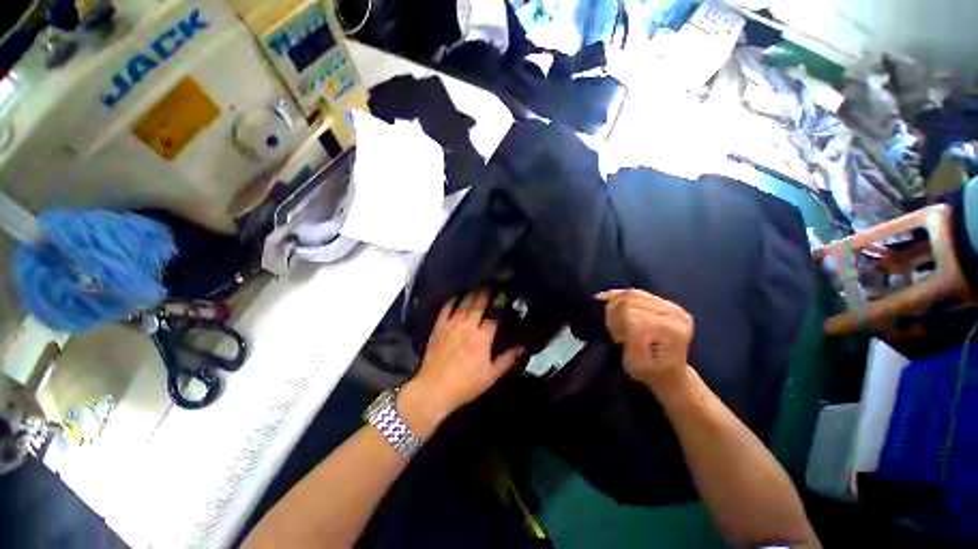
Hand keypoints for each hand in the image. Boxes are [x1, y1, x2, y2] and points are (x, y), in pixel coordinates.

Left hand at [400, 291, 522, 434]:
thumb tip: (523, 347)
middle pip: (479, 304)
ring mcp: (451, 325)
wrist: (434, 389)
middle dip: (487, 292)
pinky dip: (452, 301)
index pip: (494, 314)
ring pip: (464, 303)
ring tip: (478, 286)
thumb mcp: (491, 375)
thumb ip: (508, 359)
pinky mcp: (439, 327)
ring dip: (472, 293)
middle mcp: (468, 326)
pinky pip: (446, 309)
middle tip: (492, 284)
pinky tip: (456, 296)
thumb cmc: (466, 384)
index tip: (505, 292)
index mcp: (482, 337)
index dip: (501, 302)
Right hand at [596, 289, 693, 391]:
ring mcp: (672, 306)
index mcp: (672, 330)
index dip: (616, 324)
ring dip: (616, 305)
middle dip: (615, 314)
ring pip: (631, 294)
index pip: (631, 314)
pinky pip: (636, 291)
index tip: (617, 340)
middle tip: (615, 331)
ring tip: (616, 321)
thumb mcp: (636, 365)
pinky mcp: (665, 302)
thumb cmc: (651, 372)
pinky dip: (619, 295)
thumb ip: (632, 341)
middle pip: (629, 301)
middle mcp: (676, 314)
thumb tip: (625, 318)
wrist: (669, 372)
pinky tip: (609, 300)